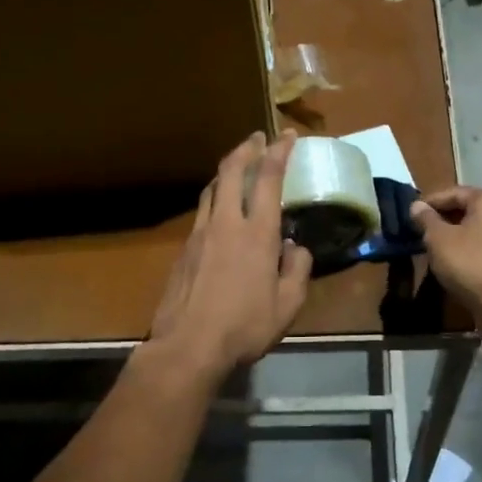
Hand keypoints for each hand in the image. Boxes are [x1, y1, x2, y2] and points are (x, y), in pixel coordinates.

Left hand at [147, 132, 313, 376]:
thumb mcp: (288, 306)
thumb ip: (297, 271)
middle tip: (257, 138)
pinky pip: (202, 211)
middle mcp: (227, 223)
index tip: (287, 135)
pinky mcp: (184, 249)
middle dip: (246, 148)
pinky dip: (216, 197)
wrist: (187, 346)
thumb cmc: (244, 327)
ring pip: (212, 187)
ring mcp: (200, 234)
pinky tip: (221, 209)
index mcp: (258, 234)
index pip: (269, 179)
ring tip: (238, 167)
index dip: (279, 152)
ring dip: (227, 170)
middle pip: (231, 171)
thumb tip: (295, 249)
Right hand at [411, 186, 481, 317]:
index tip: (413, 213)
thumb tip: (417, 206)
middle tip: (424, 230)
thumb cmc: (470, 263)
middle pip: (471, 209)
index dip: (431, 201)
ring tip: (439, 247)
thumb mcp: (438, 239)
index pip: (455, 192)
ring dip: (461, 234)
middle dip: (446, 218)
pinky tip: (460, 262)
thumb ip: (426, 219)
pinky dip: (475, 249)